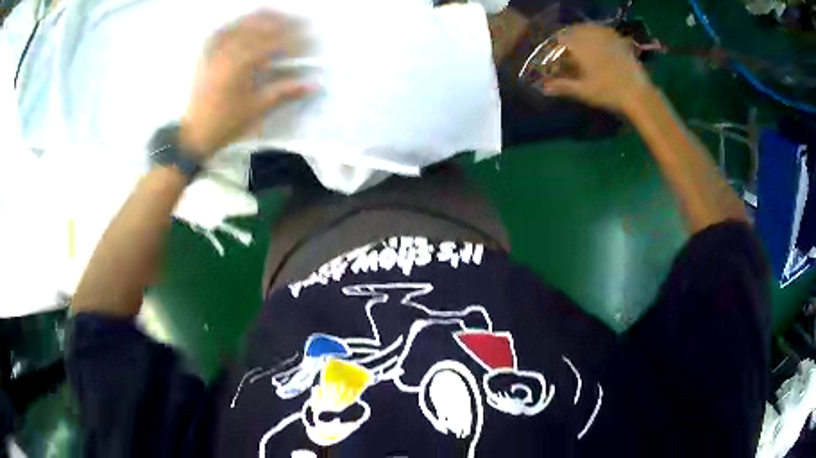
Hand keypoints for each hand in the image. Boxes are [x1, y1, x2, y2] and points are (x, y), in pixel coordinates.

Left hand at [180, 11, 311, 157]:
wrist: (195, 133)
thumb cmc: (227, 123)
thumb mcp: (257, 108)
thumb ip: (285, 92)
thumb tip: (314, 85)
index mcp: (243, 64)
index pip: (275, 42)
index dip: (296, 39)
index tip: (311, 40)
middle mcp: (229, 50)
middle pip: (261, 24)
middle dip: (283, 21)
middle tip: (301, 23)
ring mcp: (215, 50)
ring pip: (242, 23)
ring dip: (262, 17)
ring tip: (278, 17)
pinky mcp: (206, 54)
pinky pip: (221, 30)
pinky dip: (236, 23)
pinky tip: (245, 22)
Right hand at [542, 24, 651, 112]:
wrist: (638, 94)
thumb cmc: (609, 93)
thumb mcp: (584, 91)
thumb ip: (563, 86)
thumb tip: (544, 88)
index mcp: (581, 48)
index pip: (562, 39)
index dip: (558, 45)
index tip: (557, 54)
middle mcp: (592, 37)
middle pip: (575, 30)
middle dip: (570, 36)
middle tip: (569, 48)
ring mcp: (607, 37)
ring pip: (589, 27)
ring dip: (583, 32)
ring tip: (582, 42)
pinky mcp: (620, 41)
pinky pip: (605, 30)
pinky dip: (598, 32)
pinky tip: (599, 40)